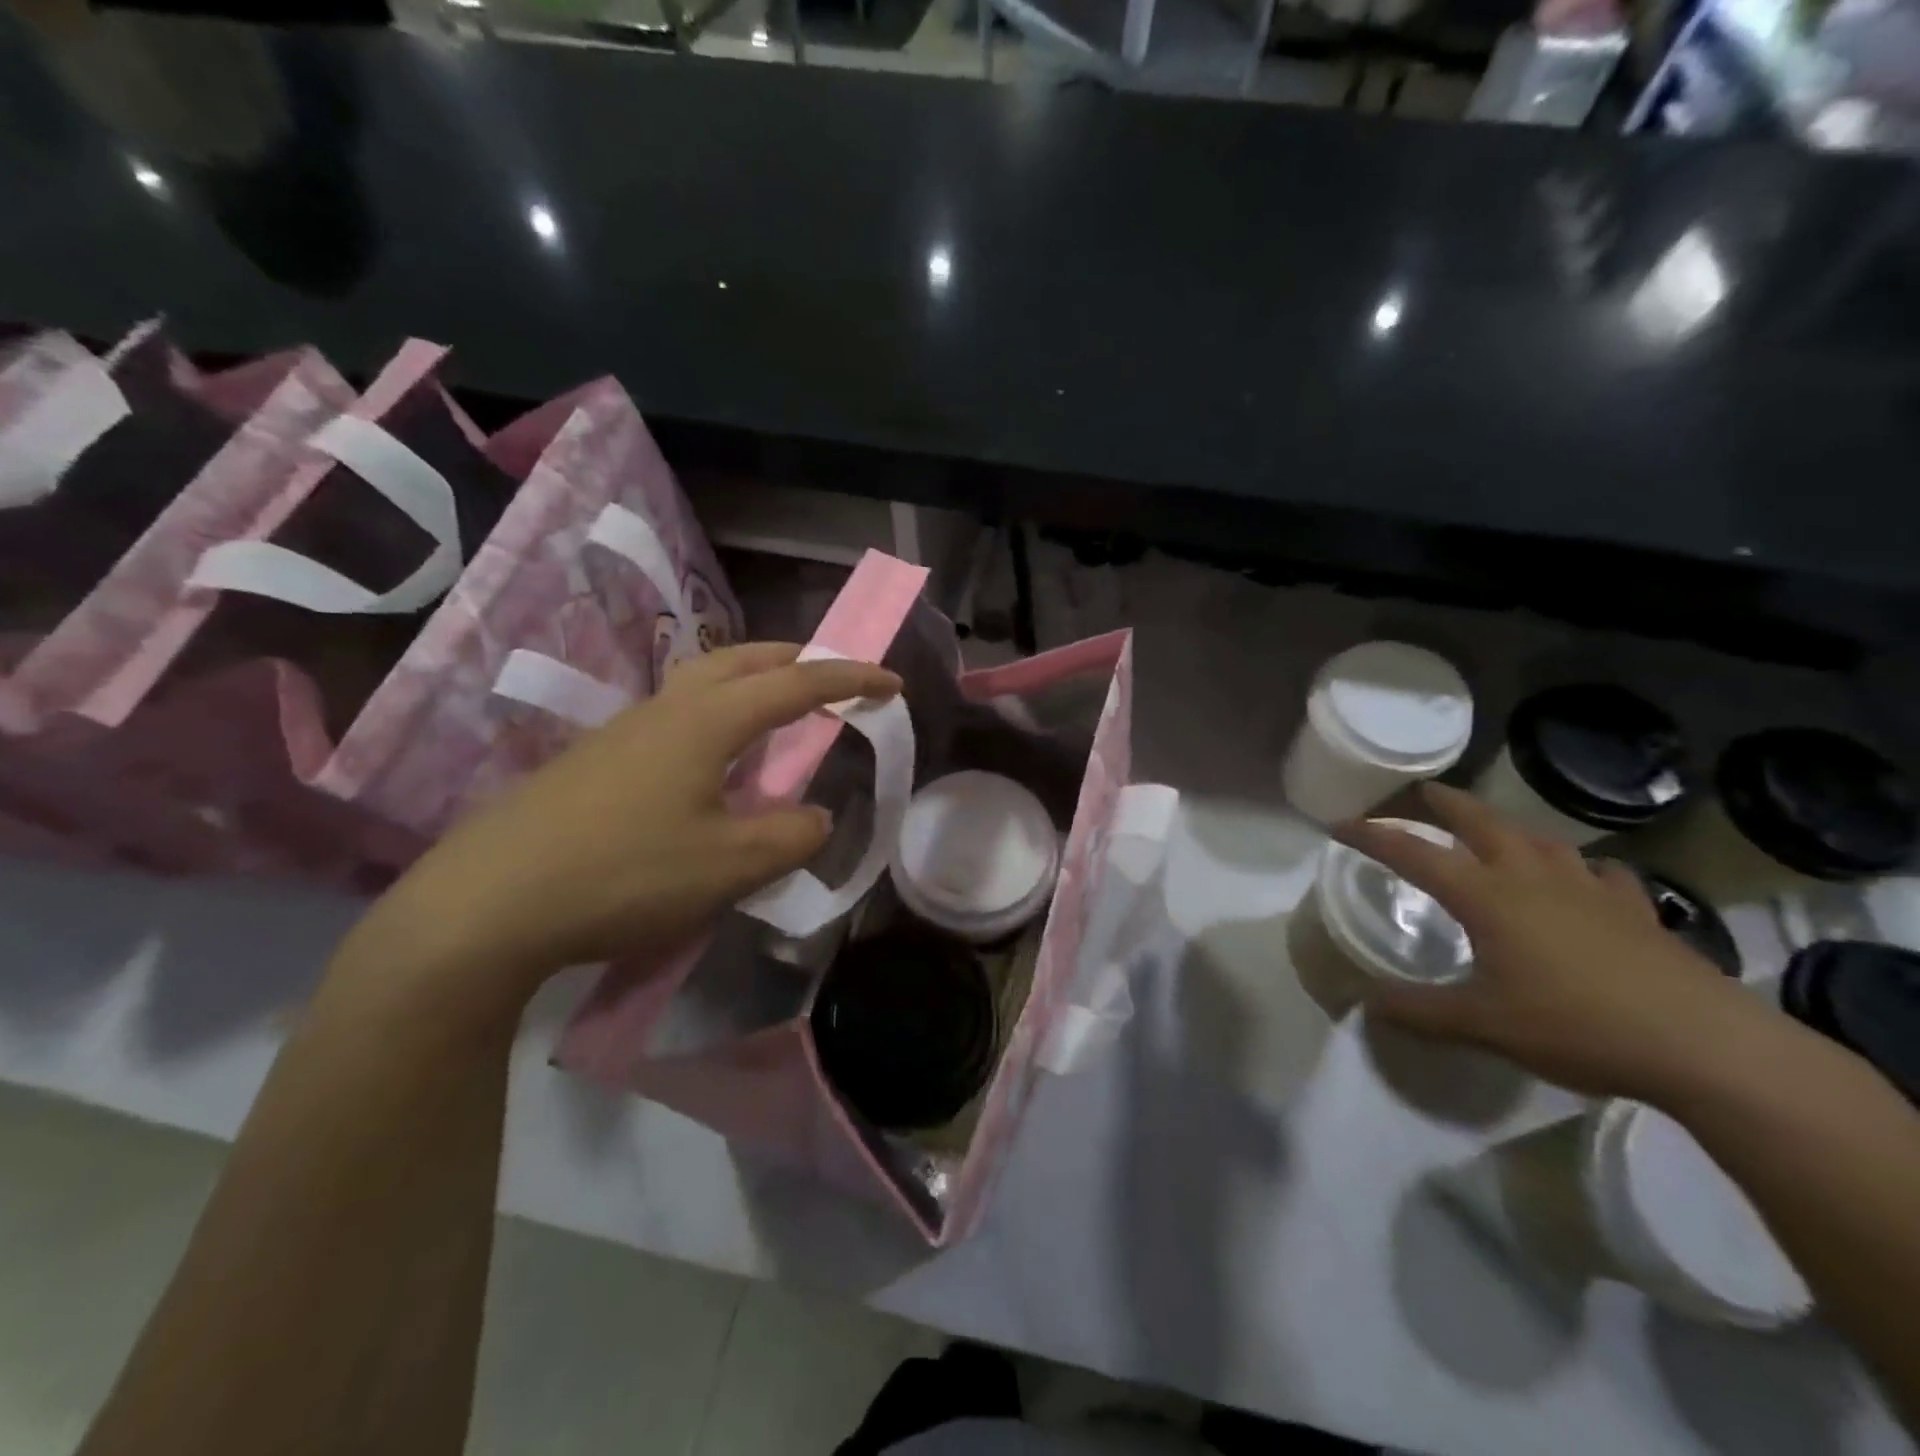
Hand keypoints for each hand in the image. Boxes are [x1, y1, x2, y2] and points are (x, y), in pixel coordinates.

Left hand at [338, 643, 900, 1008]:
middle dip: (797, 659)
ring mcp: (625, 730)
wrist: (485, 904)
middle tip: (833, 678)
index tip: (893, 684)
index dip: (851, 681)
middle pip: (743, 659)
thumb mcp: (728, 866)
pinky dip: (718, 714)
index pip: (797, 685)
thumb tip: (814, 817)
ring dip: (753, 682)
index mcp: (707, 721)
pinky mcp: (597, 759)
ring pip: (703, 681)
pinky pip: (678, 715)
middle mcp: (667, 708)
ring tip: (779, 714)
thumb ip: (789, 837)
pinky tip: (714, 763)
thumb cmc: (623, 874)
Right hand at [1334, 783, 1775, 1102]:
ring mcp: (1589, 890)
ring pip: (1540, 840)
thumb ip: (1420, 1012)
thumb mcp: (1483, 1025)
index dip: (1373, 836)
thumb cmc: (1577, 1026)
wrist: (1703, 1045)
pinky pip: (1604, 874)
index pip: (1414, 853)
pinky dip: (1585, 868)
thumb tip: (1366, 1005)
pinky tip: (1587, 878)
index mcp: (1486, 896)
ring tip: (1497, 829)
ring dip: (1510, 827)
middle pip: (1481, 822)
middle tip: (1424, 792)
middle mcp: (1531, 878)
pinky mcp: (1636, 910)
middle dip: (1446, 804)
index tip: (1340, 825)